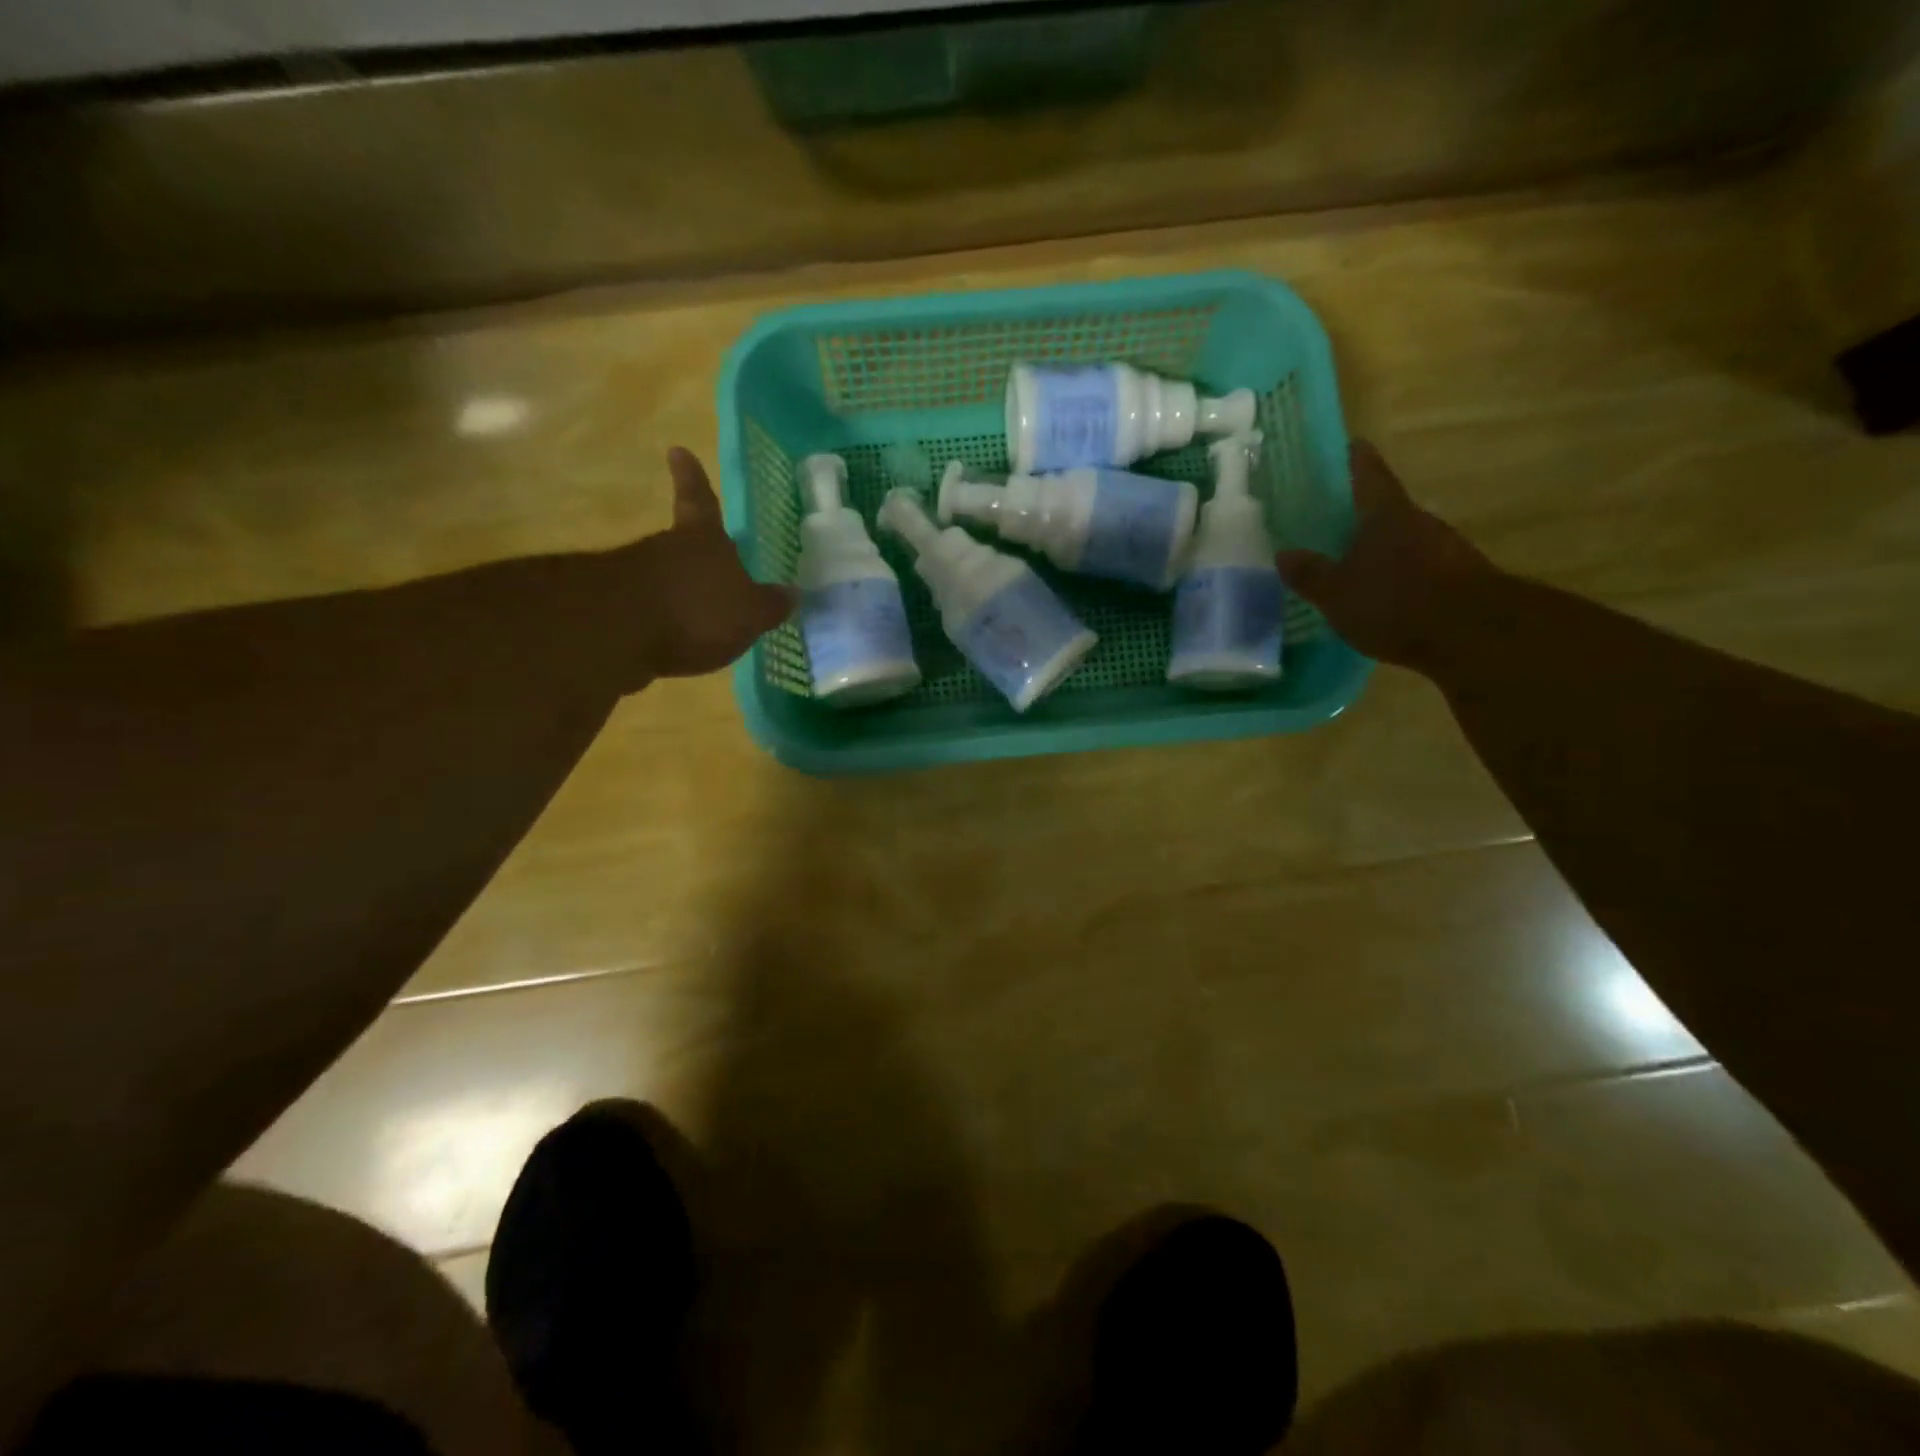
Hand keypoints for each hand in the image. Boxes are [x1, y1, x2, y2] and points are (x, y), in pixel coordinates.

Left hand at [622, 447, 794, 678]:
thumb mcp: (749, 613)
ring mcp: (636, 574)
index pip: (700, 500)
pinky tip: (675, 642)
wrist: (621, 633)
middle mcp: (667, 547)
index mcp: (704, 538)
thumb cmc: (698, 610)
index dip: (692, 477)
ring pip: (664, 576)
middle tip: (713, 571)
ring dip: (680, 592)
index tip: (676, 450)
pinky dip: (663, 622)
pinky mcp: (616, 608)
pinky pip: (650, 610)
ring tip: (699, 620)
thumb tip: (792, 592)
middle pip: (682, 543)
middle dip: (695, 555)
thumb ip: (769, 604)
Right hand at [1276, 441, 1495, 670]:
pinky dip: (1404, 576)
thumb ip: (1310, 574)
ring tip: (1360, 563)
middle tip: (1342, 520)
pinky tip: (1388, 596)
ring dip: (1387, 548)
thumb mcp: (1336, 593)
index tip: (1353, 444)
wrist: (1471, 633)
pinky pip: (1423, 570)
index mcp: (1386, 516)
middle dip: (1368, 515)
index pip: (1370, 476)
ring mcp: (1447, 550)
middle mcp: (1419, 523)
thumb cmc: (1394, 602)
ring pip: (1408, 541)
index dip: (1359, 460)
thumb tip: (1284, 553)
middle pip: (1390, 510)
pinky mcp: (1461, 580)